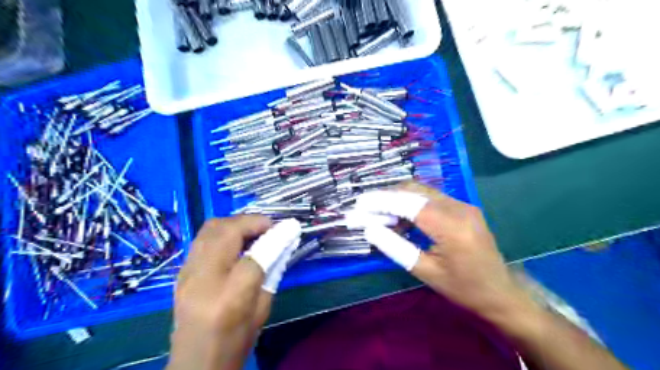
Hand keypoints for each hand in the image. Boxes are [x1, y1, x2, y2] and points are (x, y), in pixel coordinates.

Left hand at [166, 217, 300, 369]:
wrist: (195, 363)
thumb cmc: (235, 341)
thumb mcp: (262, 309)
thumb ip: (272, 272)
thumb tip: (283, 242)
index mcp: (230, 297)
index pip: (256, 254)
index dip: (275, 236)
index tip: (290, 227)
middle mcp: (203, 279)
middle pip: (226, 231)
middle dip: (251, 221)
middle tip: (269, 227)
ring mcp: (187, 273)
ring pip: (210, 228)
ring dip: (236, 223)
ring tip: (253, 231)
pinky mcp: (181, 272)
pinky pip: (203, 238)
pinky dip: (223, 232)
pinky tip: (236, 242)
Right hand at [356, 182, 534, 326]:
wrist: (501, 293)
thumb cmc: (463, 289)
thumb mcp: (425, 272)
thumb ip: (396, 247)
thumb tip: (370, 229)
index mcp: (451, 227)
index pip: (408, 204)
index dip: (381, 200)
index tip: (359, 202)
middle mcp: (459, 208)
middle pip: (414, 191)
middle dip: (386, 196)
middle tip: (365, 208)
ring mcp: (463, 205)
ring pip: (422, 191)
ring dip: (398, 199)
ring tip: (379, 215)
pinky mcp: (464, 208)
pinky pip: (431, 198)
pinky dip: (412, 204)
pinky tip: (401, 218)